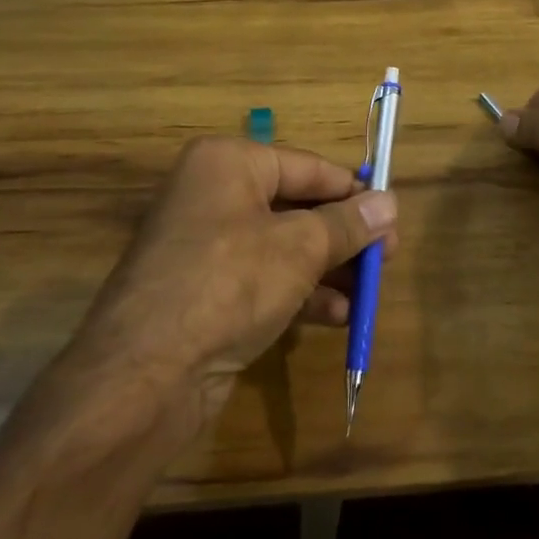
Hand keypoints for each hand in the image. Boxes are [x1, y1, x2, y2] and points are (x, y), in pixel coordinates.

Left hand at [65, 137, 395, 425]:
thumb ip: (348, 224)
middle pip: (296, 207)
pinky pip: (264, 279)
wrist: (146, 374)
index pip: (307, 167)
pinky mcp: (205, 291)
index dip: (352, 191)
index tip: (392, 214)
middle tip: (386, 258)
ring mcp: (205, 245)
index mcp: (228, 164)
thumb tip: (390, 203)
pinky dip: (300, 293)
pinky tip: (337, 316)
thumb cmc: (229, 283)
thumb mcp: (300, 248)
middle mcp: (213, 195)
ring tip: (368, 291)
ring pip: (283, 246)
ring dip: (328, 269)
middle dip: (343, 236)